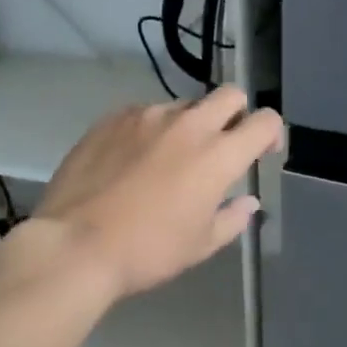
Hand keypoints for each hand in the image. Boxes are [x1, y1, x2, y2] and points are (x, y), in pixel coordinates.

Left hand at [34, 86, 283, 300]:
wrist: (75, 244)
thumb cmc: (147, 251)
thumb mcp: (200, 245)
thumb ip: (232, 218)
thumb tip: (248, 202)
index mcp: (218, 155)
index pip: (265, 121)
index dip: (272, 133)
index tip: (263, 151)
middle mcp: (188, 125)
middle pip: (229, 95)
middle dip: (236, 114)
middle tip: (223, 145)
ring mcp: (146, 116)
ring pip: (184, 105)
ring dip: (190, 124)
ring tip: (171, 157)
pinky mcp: (112, 118)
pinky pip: (144, 113)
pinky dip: (151, 130)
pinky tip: (134, 158)